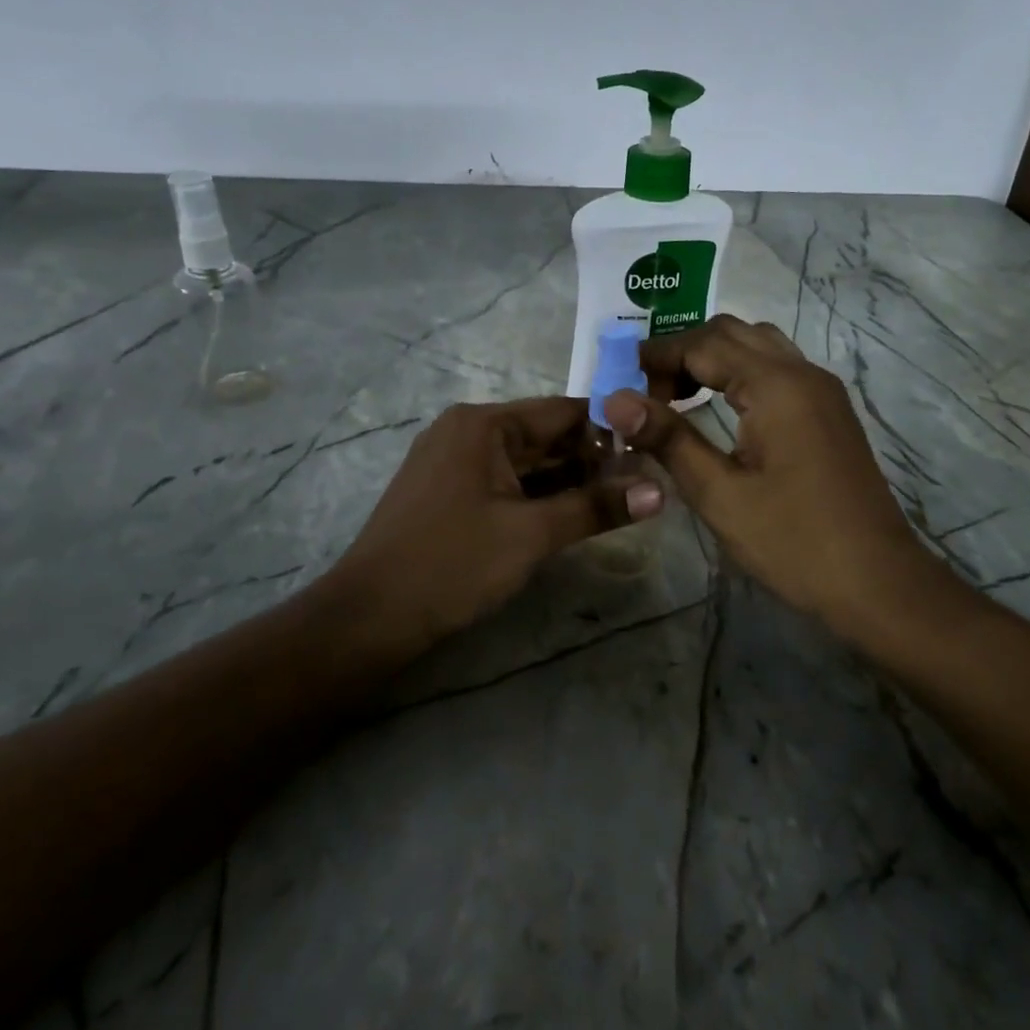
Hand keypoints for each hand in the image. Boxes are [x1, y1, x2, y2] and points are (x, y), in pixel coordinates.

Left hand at [335, 397, 664, 642]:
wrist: (369, 617)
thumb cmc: (452, 564)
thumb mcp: (531, 534)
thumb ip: (595, 507)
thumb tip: (661, 492)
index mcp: (483, 424)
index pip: (562, 412)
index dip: (610, 429)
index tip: (652, 450)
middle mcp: (467, 431)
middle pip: (544, 436)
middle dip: (592, 459)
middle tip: (644, 483)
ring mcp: (454, 462)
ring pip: (526, 463)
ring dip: (569, 481)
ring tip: (620, 501)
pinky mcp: (449, 492)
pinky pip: (506, 483)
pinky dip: (539, 497)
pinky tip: (573, 514)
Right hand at [602, 315, 933, 626]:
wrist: (878, 583)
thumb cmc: (794, 542)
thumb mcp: (720, 494)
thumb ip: (668, 439)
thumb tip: (614, 400)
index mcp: (776, 385)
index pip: (703, 344)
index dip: (657, 358)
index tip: (618, 382)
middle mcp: (803, 373)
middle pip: (732, 334)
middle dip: (684, 353)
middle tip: (648, 394)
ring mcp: (822, 391)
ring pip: (759, 346)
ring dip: (715, 359)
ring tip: (678, 399)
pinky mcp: (830, 413)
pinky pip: (778, 370)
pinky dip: (741, 374)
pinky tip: (720, 410)